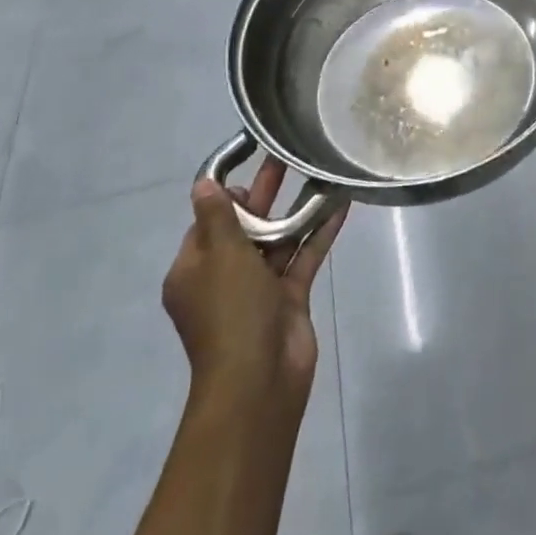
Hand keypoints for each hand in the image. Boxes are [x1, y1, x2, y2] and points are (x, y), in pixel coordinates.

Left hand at [162, 159, 345, 409]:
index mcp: (195, 269)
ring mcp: (258, 288)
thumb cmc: (231, 311)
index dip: (227, 195)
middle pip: (246, 226)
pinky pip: (303, 256)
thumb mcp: (221, 256)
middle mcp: (224, 277)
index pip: (208, 222)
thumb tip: (203, 184)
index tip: (249, 164)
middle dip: (266, 193)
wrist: (259, 380)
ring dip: (298, 210)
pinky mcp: (289, 297)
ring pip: (279, 239)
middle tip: (288, 155)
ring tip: (320, 170)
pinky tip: (340, 205)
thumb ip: (218, 216)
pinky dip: (319, 232)